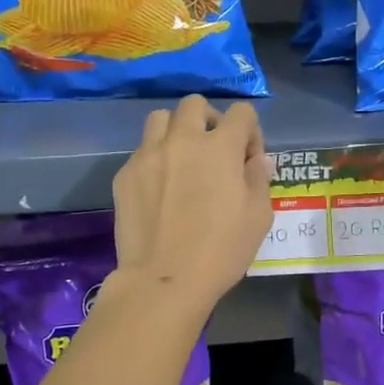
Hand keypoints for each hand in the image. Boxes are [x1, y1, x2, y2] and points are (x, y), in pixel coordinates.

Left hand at [112, 95, 272, 311]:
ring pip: (160, 119)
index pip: (241, 113)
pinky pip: (141, 152)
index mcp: (220, 147)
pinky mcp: (125, 175)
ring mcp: (148, 155)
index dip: (249, 132)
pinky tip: (160, 190)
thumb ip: (259, 180)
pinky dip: (155, 160)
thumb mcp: (258, 218)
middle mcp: (182, 140)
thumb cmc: (221, 251)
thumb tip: (257, 160)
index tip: (247, 160)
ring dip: (176, 131)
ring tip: (181, 160)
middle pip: (194, 104)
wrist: (164, 280)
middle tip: (213, 151)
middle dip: (209, 120)